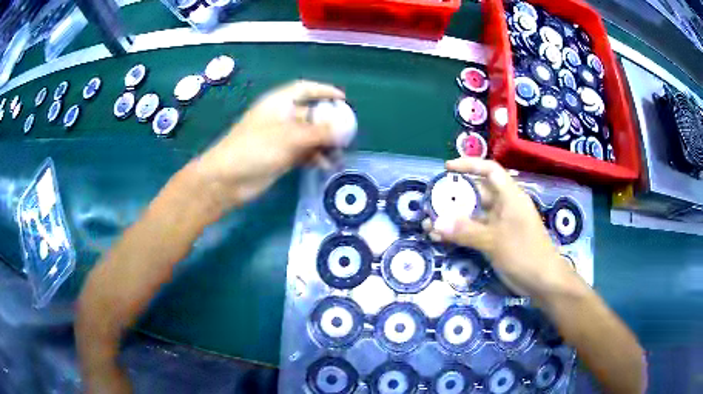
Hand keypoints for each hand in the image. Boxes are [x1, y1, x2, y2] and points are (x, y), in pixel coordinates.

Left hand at [193, 80, 345, 209]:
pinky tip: (325, 164)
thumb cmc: (255, 149)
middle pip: (310, 113)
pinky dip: (315, 156)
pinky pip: (303, 152)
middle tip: (348, 131)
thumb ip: (318, 132)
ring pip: (308, 135)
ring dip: (324, 142)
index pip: (304, 89)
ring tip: (339, 153)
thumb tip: (344, 129)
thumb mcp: (289, 137)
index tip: (343, 99)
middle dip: (329, 121)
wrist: (227, 179)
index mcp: (278, 103)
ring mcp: (280, 138)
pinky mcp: (280, 157)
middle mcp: (280, 117)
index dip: (324, 91)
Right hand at [424, 158, 577, 297]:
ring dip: (453, 219)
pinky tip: (442, 240)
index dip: (469, 165)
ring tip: (429, 226)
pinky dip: (460, 234)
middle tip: (430, 202)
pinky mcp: (497, 241)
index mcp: (510, 197)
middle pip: (477, 193)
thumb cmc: (524, 254)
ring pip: (473, 215)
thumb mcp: (494, 241)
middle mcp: (505, 206)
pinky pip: (475, 231)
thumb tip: (435, 223)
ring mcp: (501, 225)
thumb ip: (465, 231)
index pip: (490, 170)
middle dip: (454, 197)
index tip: (447, 169)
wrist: (544, 282)